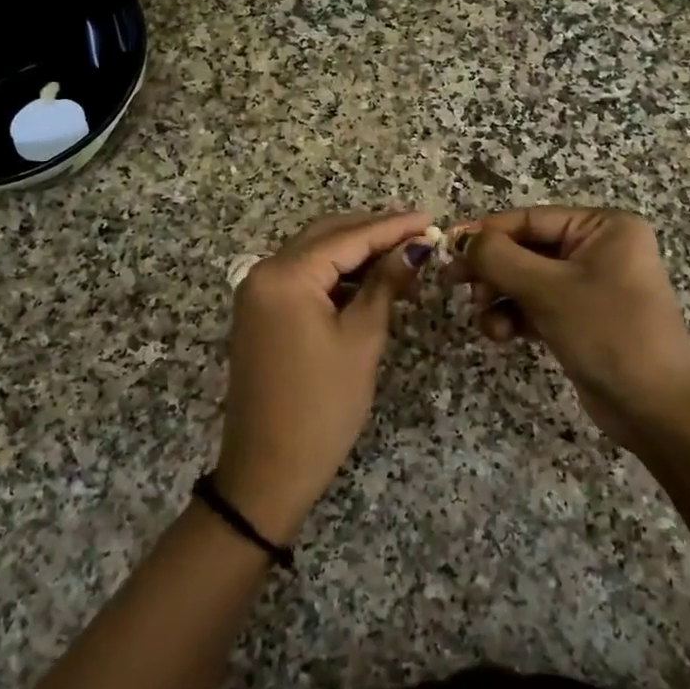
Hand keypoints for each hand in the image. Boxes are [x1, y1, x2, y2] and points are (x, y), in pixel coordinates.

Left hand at [215, 211, 431, 542]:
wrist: (268, 468)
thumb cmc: (322, 406)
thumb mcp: (361, 340)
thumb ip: (385, 285)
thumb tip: (416, 248)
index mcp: (285, 275)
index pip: (348, 238)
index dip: (393, 227)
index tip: (432, 220)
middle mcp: (263, 272)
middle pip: (326, 236)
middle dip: (373, 232)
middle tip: (419, 234)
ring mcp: (257, 293)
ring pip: (314, 255)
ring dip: (355, 254)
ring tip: (403, 259)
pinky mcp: (261, 313)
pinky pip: (303, 279)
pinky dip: (336, 276)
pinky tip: (370, 282)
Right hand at [446, 207, 689, 456]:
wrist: (656, 409)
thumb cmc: (609, 334)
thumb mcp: (549, 290)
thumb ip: (499, 258)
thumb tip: (461, 239)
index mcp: (604, 228)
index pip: (531, 219)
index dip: (486, 233)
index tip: (447, 250)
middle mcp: (599, 249)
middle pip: (526, 249)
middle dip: (492, 272)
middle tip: (455, 288)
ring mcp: (590, 285)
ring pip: (526, 280)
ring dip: (500, 298)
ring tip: (487, 322)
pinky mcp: (580, 318)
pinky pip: (536, 306)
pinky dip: (515, 317)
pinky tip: (502, 335)